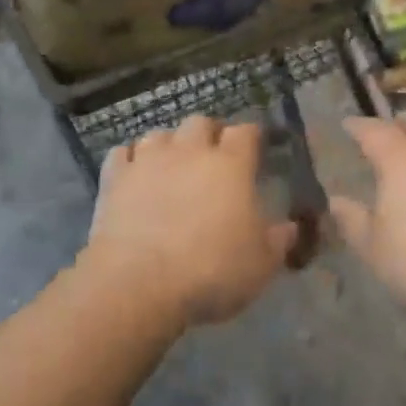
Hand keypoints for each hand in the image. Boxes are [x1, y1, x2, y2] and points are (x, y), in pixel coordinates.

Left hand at [83, 115, 297, 328]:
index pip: (246, 131)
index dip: (251, 137)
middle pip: (200, 122)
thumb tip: (290, 228)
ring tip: (171, 165)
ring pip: (160, 134)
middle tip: (212, 156)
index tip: (255, 148)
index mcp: (231, 164)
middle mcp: (190, 151)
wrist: (138, 283)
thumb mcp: (260, 265)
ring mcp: (149, 160)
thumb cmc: (210, 271)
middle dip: (208, 134)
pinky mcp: (115, 178)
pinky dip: (129, 160)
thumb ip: (278, 241)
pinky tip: (133, 174)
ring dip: (168, 145)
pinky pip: (122, 153)